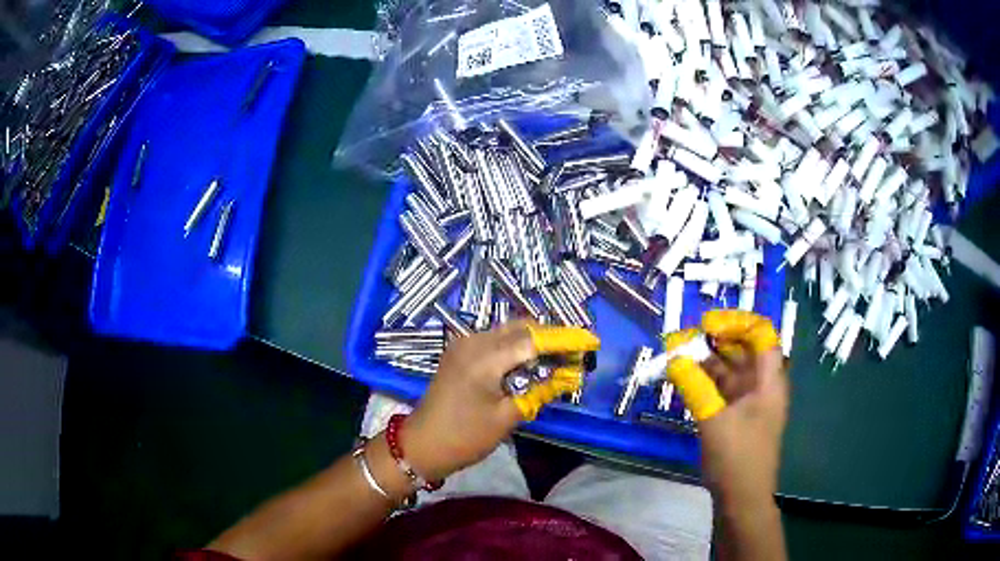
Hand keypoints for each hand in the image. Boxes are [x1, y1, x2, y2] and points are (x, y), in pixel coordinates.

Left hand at [400, 321, 598, 480]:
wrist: (421, 444)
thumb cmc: (465, 437)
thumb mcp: (507, 417)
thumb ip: (539, 391)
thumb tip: (569, 377)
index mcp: (485, 358)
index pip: (534, 339)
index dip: (564, 340)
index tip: (590, 342)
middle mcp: (473, 341)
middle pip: (521, 327)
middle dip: (550, 337)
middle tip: (575, 353)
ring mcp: (463, 344)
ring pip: (508, 331)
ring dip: (533, 340)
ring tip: (557, 358)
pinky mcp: (459, 351)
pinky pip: (494, 340)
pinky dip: (516, 346)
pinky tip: (529, 361)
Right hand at [666, 310, 787, 504]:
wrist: (742, 500)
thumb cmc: (737, 458)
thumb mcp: (714, 421)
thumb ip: (695, 387)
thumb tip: (674, 357)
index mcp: (769, 382)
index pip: (762, 335)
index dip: (737, 322)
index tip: (707, 324)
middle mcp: (763, 386)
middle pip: (745, 350)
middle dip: (717, 340)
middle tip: (686, 338)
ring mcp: (751, 402)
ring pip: (731, 370)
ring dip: (708, 361)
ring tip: (679, 356)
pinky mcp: (738, 417)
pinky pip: (723, 390)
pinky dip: (706, 382)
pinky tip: (685, 380)